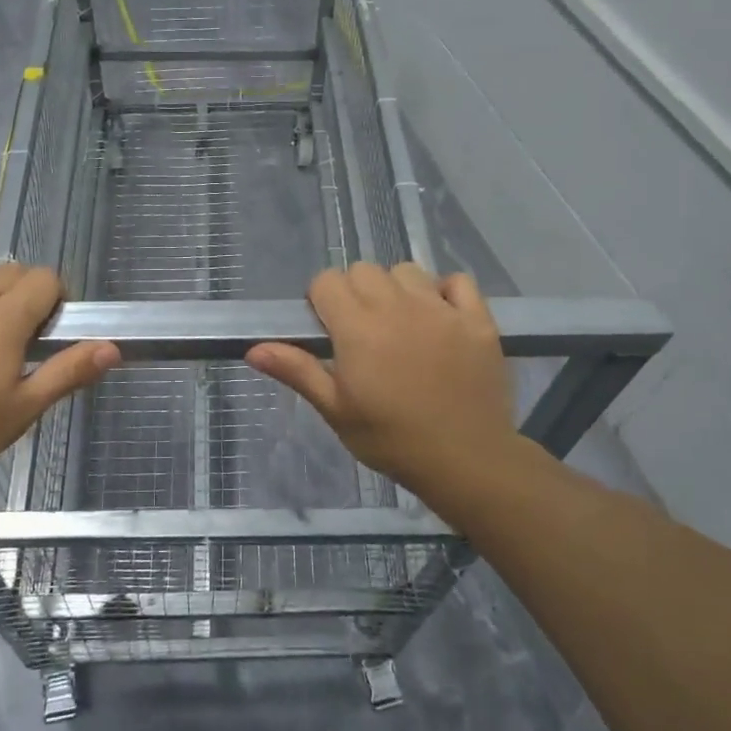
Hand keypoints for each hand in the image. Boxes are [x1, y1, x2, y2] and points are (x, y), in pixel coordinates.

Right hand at [245, 263, 518, 500]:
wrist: (466, 460)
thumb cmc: (391, 439)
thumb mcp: (336, 410)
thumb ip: (298, 371)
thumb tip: (253, 349)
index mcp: (357, 327)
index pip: (326, 281)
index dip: (321, 301)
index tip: (329, 330)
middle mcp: (397, 306)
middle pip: (364, 270)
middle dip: (355, 291)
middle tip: (363, 331)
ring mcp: (441, 309)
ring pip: (407, 271)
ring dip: (397, 289)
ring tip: (402, 324)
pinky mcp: (477, 319)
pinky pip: (457, 281)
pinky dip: (445, 291)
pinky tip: (441, 318)